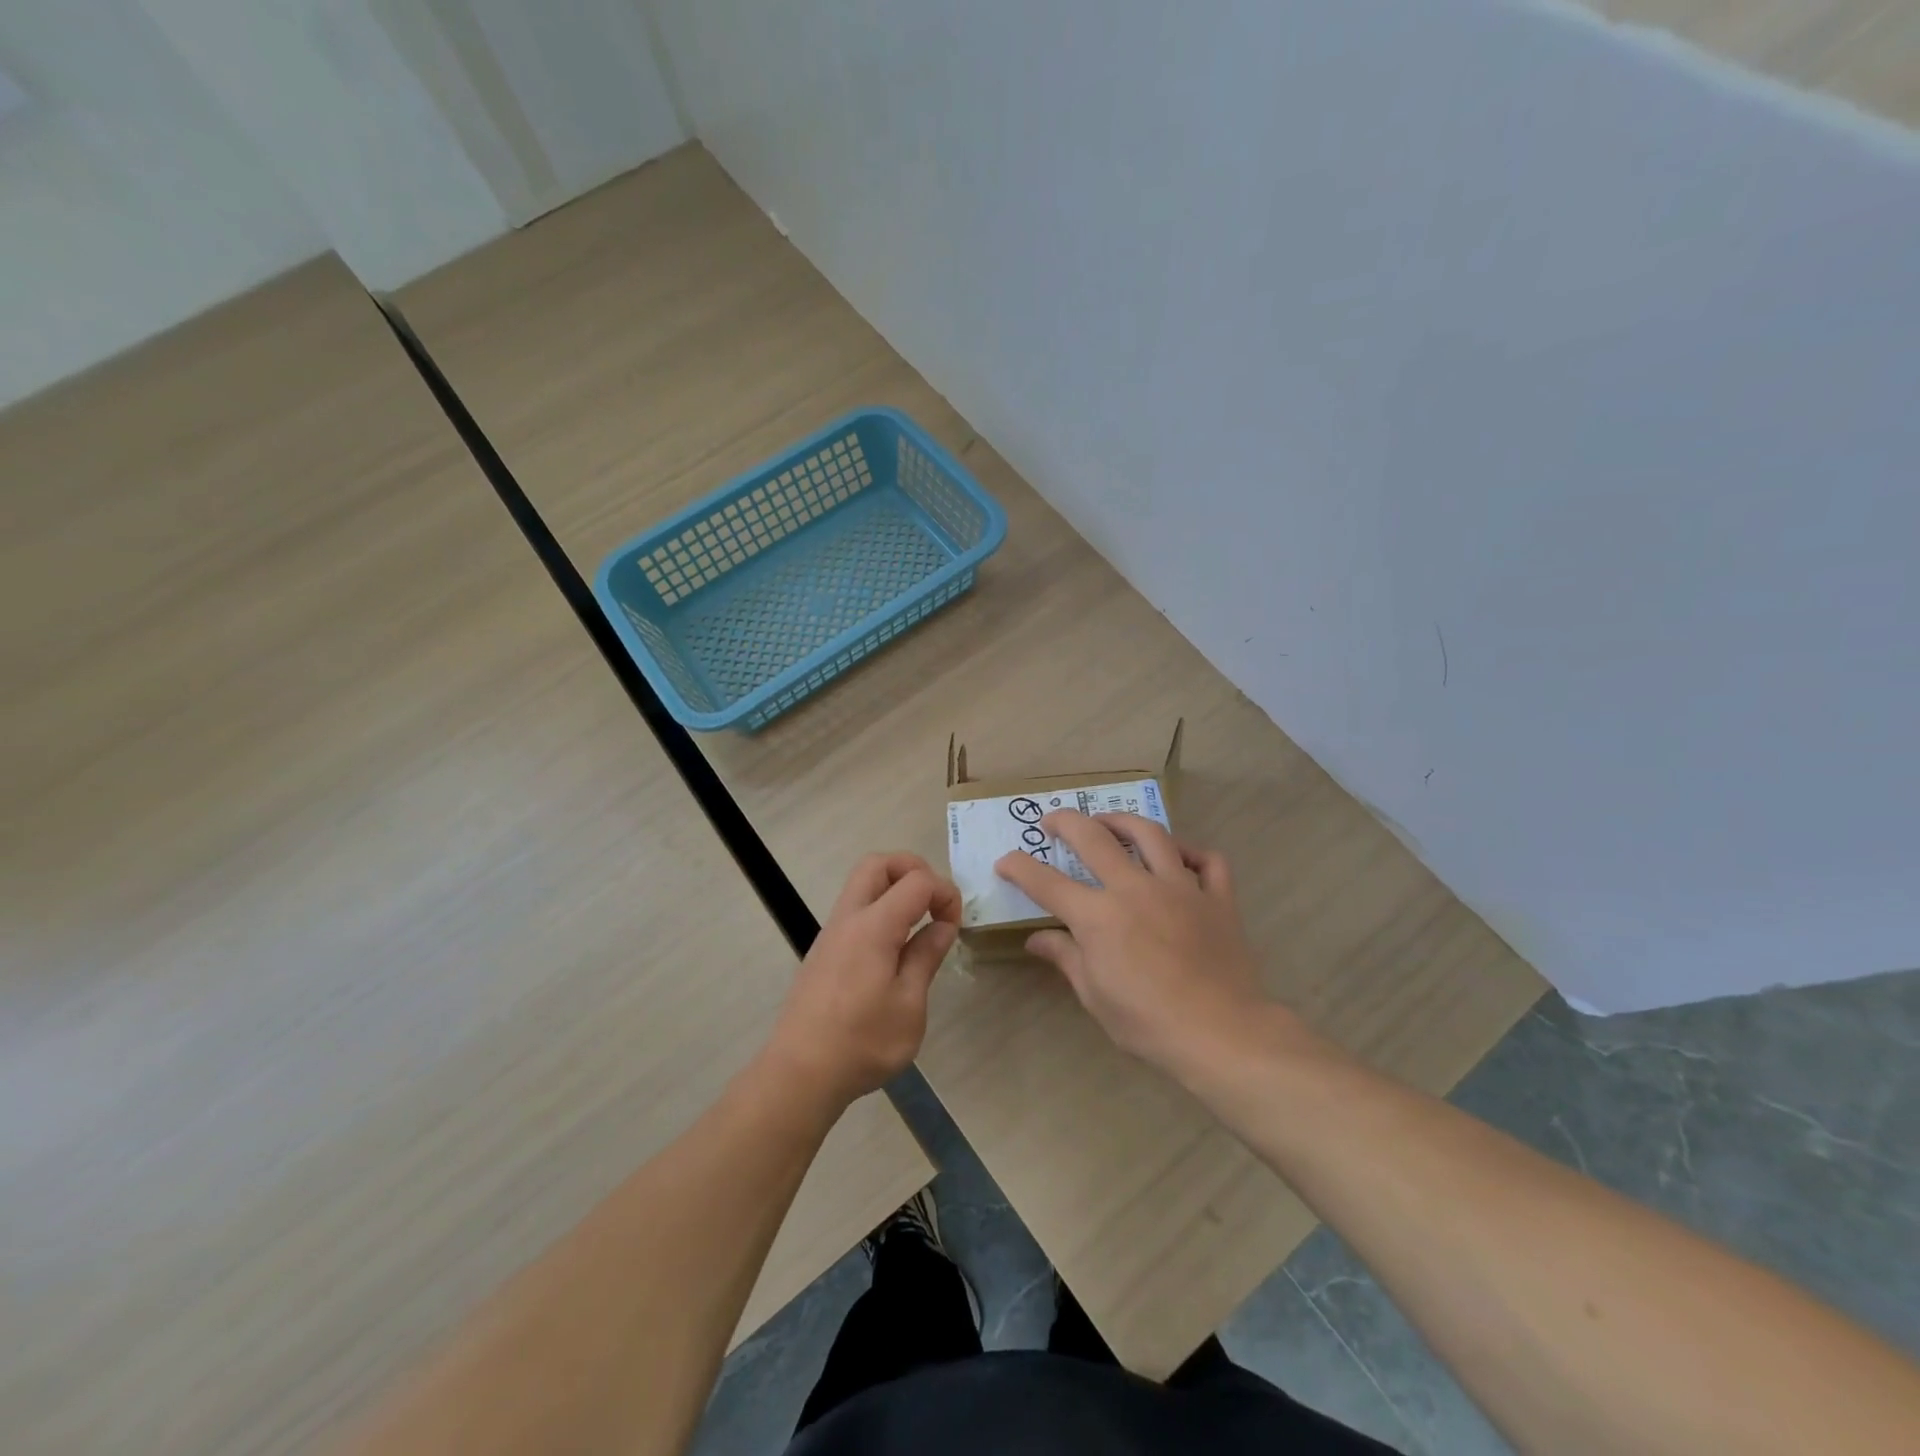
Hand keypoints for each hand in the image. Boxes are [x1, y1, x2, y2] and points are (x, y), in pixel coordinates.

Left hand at [765, 853, 960, 1107]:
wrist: (800, 1074)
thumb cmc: (862, 1042)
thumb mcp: (909, 1005)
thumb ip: (926, 957)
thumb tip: (943, 926)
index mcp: (873, 927)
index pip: (916, 881)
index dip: (944, 892)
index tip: (954, 926)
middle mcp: (848, 919)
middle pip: (878, 863)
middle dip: (913, 869)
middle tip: (934, 902)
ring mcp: (831, 934)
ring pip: (862, 884)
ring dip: (894, 889)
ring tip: (918, 926)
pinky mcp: (824, 952)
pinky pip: (855, 911)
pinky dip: (880, 910)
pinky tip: (894, 951)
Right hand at [994, 812, 1275, 1071]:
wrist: (1222, 1034)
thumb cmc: (1148, 1022)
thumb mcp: (1094, 996)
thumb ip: (1065, 957)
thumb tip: (1035, 939)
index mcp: (1098, 916)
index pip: (1046, 882)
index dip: (1019, 867)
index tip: (1005, 861)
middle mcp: (1135, 889)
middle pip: (1094, 838)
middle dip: (1066, 822)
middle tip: (1052, 821)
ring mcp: (1180, 888)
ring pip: (1150, 834)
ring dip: (1123, 821)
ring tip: (1108, 821)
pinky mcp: (1216, 898)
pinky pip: (1207, 861)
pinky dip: (1191, 852)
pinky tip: (1178, 857)